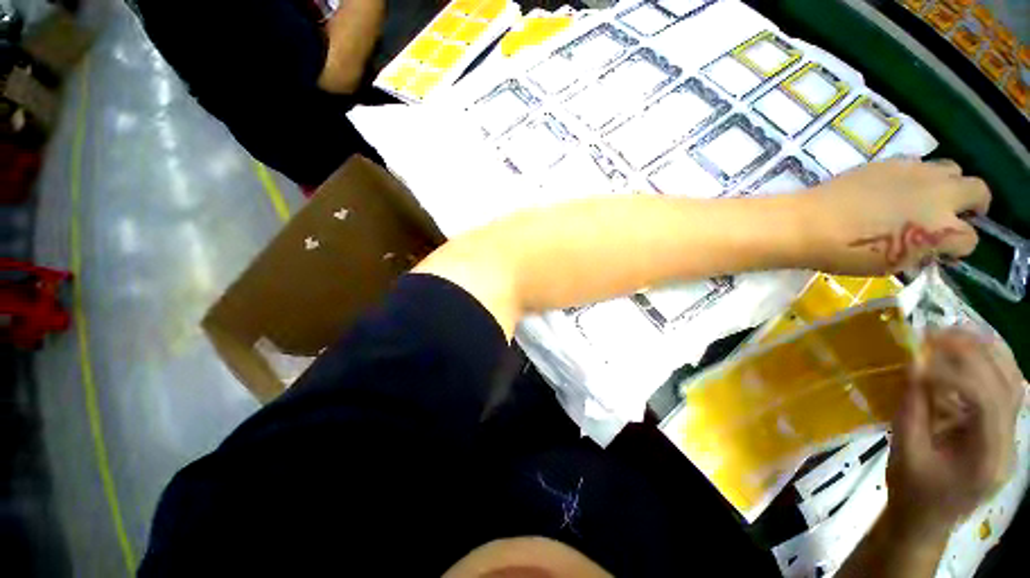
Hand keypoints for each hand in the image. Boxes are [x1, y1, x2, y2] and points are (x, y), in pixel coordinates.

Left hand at [803, 159, 990, 274]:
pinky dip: (917, 177)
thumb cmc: (845, 253)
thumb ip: (919, 251)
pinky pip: (918, 163)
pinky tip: (897, 190)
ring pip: (952, 169)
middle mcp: (938, 194)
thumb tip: (928, 246)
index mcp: (941, 229)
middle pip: (978, 189)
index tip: (943, 252)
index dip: (958, 249)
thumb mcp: (891, 264)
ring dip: (948, 184)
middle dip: (974, 205)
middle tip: (954, 217)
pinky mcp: (890, 161)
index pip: (970, 239)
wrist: (806, 224)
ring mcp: (915, 171)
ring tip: (926, 200)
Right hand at [887, 328, 1024, 538]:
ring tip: (952, 333)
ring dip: (986, 351)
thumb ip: (912, 408)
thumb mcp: (906, 452)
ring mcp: (1011, 435)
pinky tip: (968, 350)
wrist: (926, 520)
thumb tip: (914, 364)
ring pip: (1013, 380)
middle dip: (973, 353)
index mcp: (988, 458)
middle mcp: (1010, 443)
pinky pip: (1005, 386)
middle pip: (1007, 385)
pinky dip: (989, 362)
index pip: (987, 402)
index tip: (919, 357)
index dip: (955, 373)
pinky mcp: (1003, 428)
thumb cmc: (912, 492)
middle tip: (935, 332)